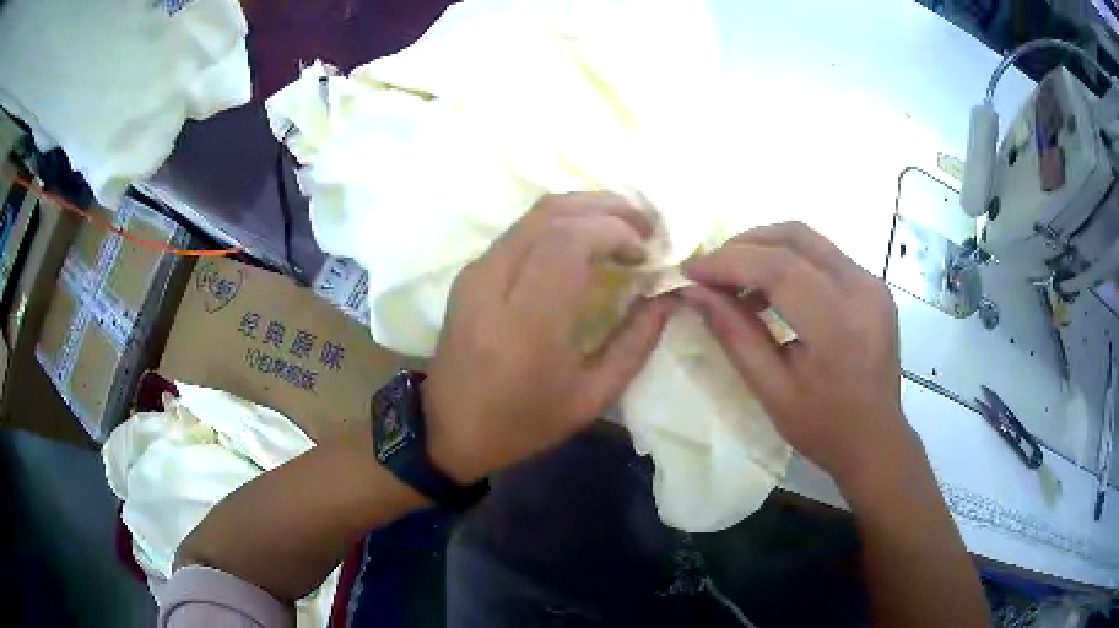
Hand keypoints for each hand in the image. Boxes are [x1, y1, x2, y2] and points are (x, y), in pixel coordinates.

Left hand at [423, 192, 676, 482]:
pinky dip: (561, 222)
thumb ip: (636, 342)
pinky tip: (586, 239)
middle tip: (645, 226)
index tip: (645, 253)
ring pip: (534, 213)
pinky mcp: (470, 272)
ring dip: (585, 208)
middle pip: (551, 213)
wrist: (451, 427)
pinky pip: (521, 229)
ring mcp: (476, 273)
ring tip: (623, 227)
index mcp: (526, 324)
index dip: (614, 231)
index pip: (568, 241)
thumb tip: (668, 296)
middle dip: (606, 208)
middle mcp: (494, 285)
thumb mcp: (593, 397)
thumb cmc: (524, 422)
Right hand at [680, 222, 913, 488]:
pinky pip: (823, 255)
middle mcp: (862, 290)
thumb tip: (694, 292)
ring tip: (735, 280)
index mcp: (838, 325)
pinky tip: (770, 289)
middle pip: (795, 238)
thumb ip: (734, 335)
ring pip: (809, 239)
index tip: (691, 271)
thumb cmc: (822, 427)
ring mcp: (872, 283)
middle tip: (711, 271)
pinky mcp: (874, 284)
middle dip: (744, 245)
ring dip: (765, 249)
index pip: (778, 267)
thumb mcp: (771, 391)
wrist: (876, 439)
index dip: (729, 262)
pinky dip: (789, 261)